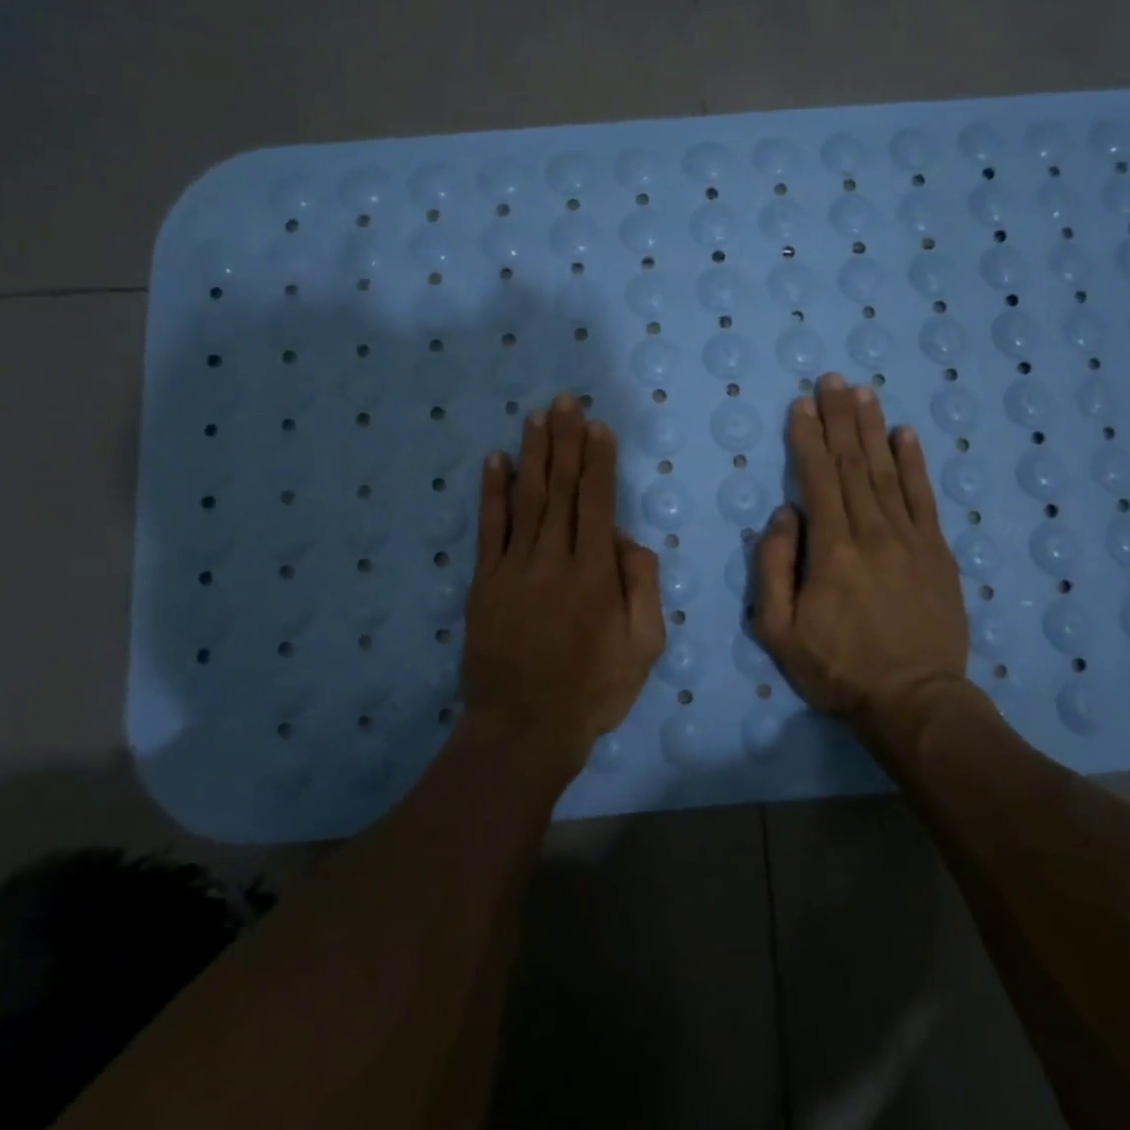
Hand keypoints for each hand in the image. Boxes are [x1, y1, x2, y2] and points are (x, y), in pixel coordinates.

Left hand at [462, 394, 665, 775]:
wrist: (523, 728)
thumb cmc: (592, 691)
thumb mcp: (643, 647)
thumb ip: (642, 587)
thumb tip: (628, 541)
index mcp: (595, 573)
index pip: (598, 502)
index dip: (598, 460)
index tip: (597, 425)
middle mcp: (554, 559)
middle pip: (562, 489)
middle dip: (566, 441)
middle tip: (566, 400)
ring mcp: (515, 568)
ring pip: (528, 499)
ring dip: (533, 454)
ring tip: (537, 416)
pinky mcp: (486, 582)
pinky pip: (490, 528)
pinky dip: (493, 492)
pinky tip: (496, 461)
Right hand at [754, 373, 969, 724]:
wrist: (914, 701)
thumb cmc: (837, 668)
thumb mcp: (778, 631)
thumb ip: (774, 569)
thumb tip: (784, 516)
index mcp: (831, 549)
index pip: (816, 478)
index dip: (807, 438)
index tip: (800, 404)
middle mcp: (871, 532)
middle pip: (851, 464)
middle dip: (838, 418)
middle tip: (831, 379)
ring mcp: (910, 539)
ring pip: (886, 471)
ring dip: (872, 429)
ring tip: (863, 392)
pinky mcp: (937, 551)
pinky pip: (923, 497)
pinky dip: (914, 463)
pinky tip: (906, 434)